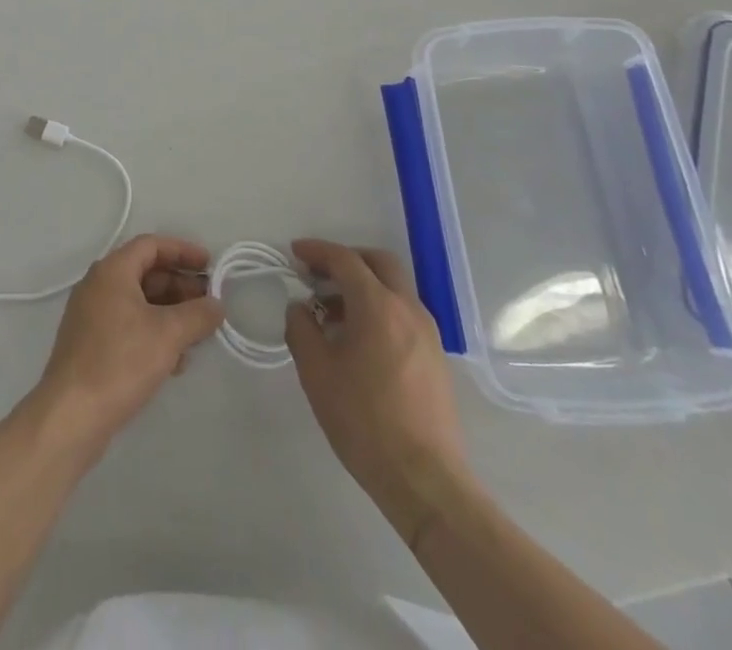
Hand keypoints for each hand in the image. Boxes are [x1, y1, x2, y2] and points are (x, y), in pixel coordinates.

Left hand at [33, 235, 224, 448]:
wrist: (71, 415)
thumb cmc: (120, 361)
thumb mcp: (168, 335)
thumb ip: (198, 315)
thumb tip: (216, 305)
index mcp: (112, 271)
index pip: (152, 245)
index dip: (183, 251)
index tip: (210, 266)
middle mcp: (98, 285)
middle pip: (146, 273)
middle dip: (180, 286)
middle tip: (209, 304)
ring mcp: (92, 315)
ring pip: (139, 302)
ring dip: (170, 313)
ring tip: (198, 335)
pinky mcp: (91, 344)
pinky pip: (129, 325)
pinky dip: (153, 333)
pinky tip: (175, 361)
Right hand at [283, 238, 468, 540]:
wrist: (425, 480)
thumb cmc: (364, 421)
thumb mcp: (317, 373)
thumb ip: (302, 329)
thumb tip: (300, 308)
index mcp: (378, 306)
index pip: (345, 260)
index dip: (317, 251)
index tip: (295, 253)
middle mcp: (408, 309)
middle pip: (379, 263)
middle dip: (346, 259)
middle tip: (318, 274)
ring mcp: (428, 333)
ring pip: (394, 288)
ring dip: (363, 286)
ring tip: (333, 311)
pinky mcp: (436, 357)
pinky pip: (403, 313)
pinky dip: (379, 308)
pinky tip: (359, 339)